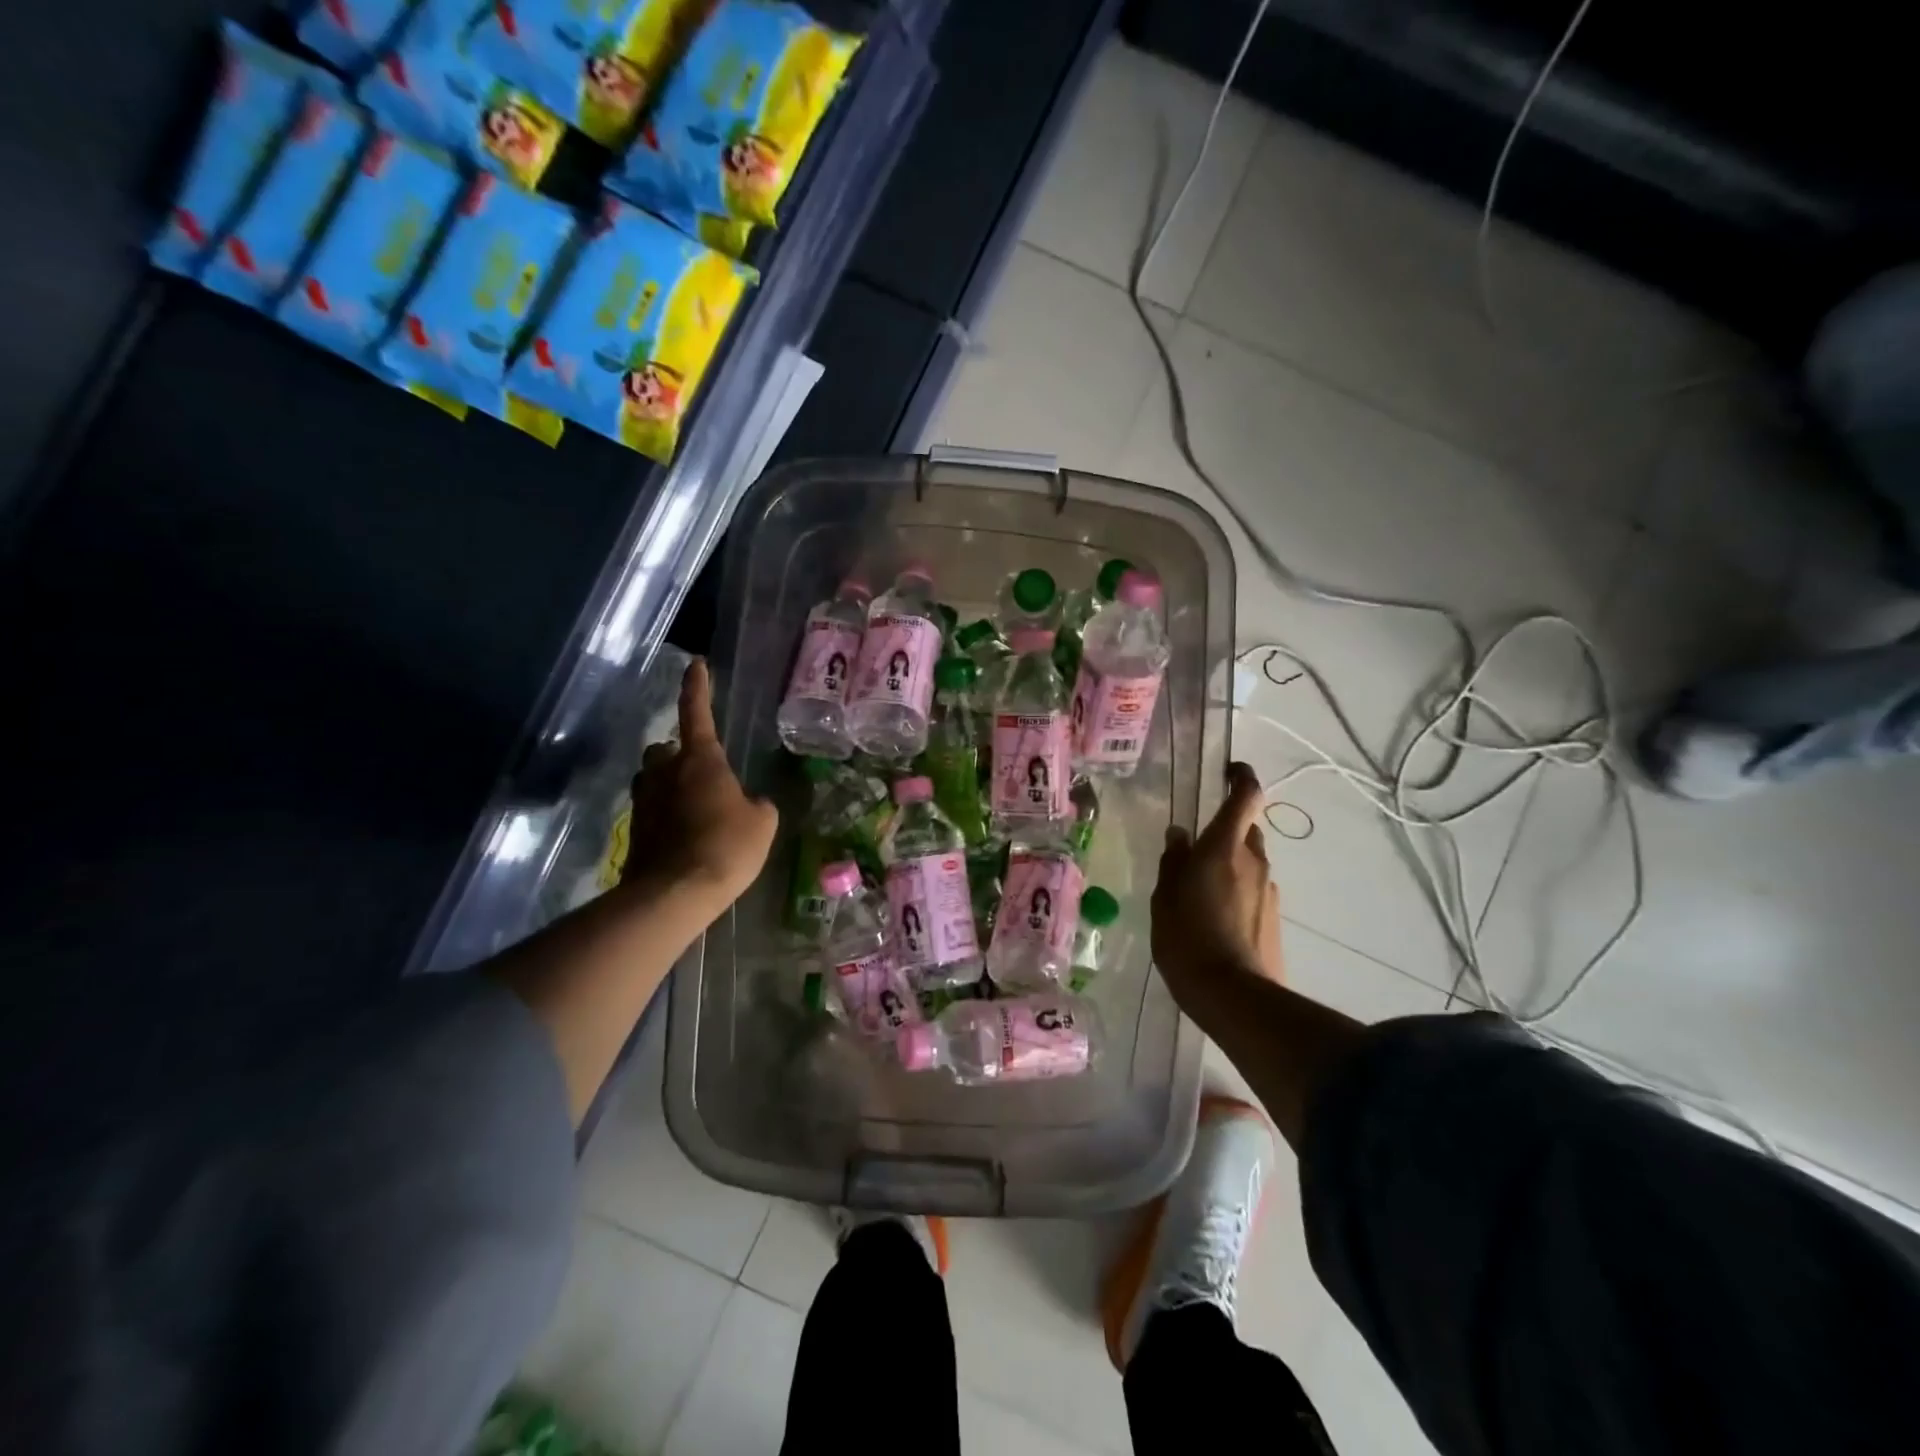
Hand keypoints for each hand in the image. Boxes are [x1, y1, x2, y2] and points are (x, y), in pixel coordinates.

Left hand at [621, 660, 777, 908]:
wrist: (675, 893)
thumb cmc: (727, 847)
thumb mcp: (762, 824)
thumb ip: (757, 805)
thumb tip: (749, 804)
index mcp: (701, 760)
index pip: (697, 712)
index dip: (697, 687)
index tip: (696, 664)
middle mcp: (666, 772)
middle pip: (664, 749)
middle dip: (677, 754)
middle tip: (700, 772)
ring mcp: (644, 801)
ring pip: (652, 779)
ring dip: (667, 784)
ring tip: (692, 806)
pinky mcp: (634, 830)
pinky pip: (650, 811)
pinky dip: (664, 816)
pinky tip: (684, 837)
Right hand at [1151, 761, 1281, 999]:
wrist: (1234, 997)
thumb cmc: (1187, 938)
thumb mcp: (1165, 897)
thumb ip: (1173, 862)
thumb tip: (1180, 835)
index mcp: (1224, 847)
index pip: (1246, 796)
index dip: (1242, 777)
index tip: (1229, 771)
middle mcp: (1254, 861)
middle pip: (1244, 832)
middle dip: (1223, 835)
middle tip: (1194, 854)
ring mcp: (1269, 891)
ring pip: (1248, 864)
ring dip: (1229, 868)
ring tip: (1199, 896)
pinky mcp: (1274, 919)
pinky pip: (1252, 892)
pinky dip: (1236, 894)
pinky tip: (1215, 921)